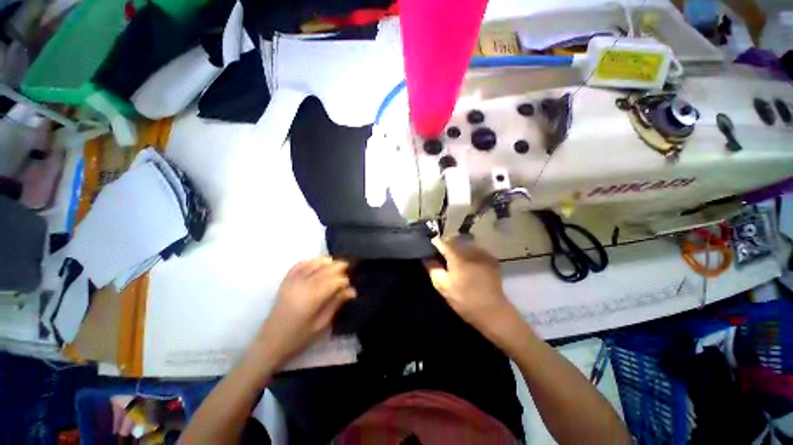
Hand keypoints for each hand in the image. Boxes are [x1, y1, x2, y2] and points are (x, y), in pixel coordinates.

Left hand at [253, 258, 355, 366]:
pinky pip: (299, 265)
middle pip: (325, 269)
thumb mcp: (321, 324)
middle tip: (348, 267)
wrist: (270, 342)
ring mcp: (292, 281)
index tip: (350, 285)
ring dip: (326, 261)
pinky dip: (310, 261)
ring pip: (313, 264)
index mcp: (312, 298)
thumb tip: (352, 291)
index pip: (333, 281)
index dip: (344, 281)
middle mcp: (302, 285)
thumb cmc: (298, 337)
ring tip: (335, 264)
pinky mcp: (285, 282)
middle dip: (338, 266)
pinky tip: (317, 263)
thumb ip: (336, 304)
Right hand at [424, 237, 516, 339]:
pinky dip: (469, 252)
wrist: (492, 311)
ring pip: (465, 243)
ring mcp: (482, 252)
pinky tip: (467, 263)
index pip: (441, 241)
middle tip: (441, 256)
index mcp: (457, 254)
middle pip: (454, 239)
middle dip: (446, 245)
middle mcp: (470, 249)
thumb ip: (432, 267)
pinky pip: (475, 249)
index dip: (434, 243)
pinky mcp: (490, 258)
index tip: (430, 249)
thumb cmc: (463, 299)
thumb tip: (425, 256)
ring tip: (454, 259)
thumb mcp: (442, 285)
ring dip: (458, 247)